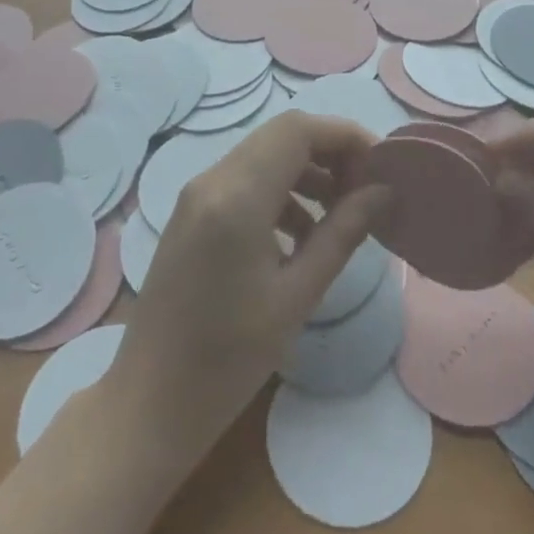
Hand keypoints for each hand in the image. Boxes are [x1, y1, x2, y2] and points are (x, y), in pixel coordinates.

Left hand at [104, 111, 386, 466]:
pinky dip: (281, 190)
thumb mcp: (297, 296)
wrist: (149, 403)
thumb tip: (384, 191)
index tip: (381, 166)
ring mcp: (196, 195)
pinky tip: (301, 234)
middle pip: (281, 135)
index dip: (345, 136)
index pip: (298, 130)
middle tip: (366, 189)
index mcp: (237, 198)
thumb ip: (343, 233)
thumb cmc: (228, 360)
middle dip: (330, 151)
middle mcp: (212, 181)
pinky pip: (244, 179)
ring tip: (341, 212)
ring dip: (306, 170)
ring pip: (263, 154)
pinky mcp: (191, 213)